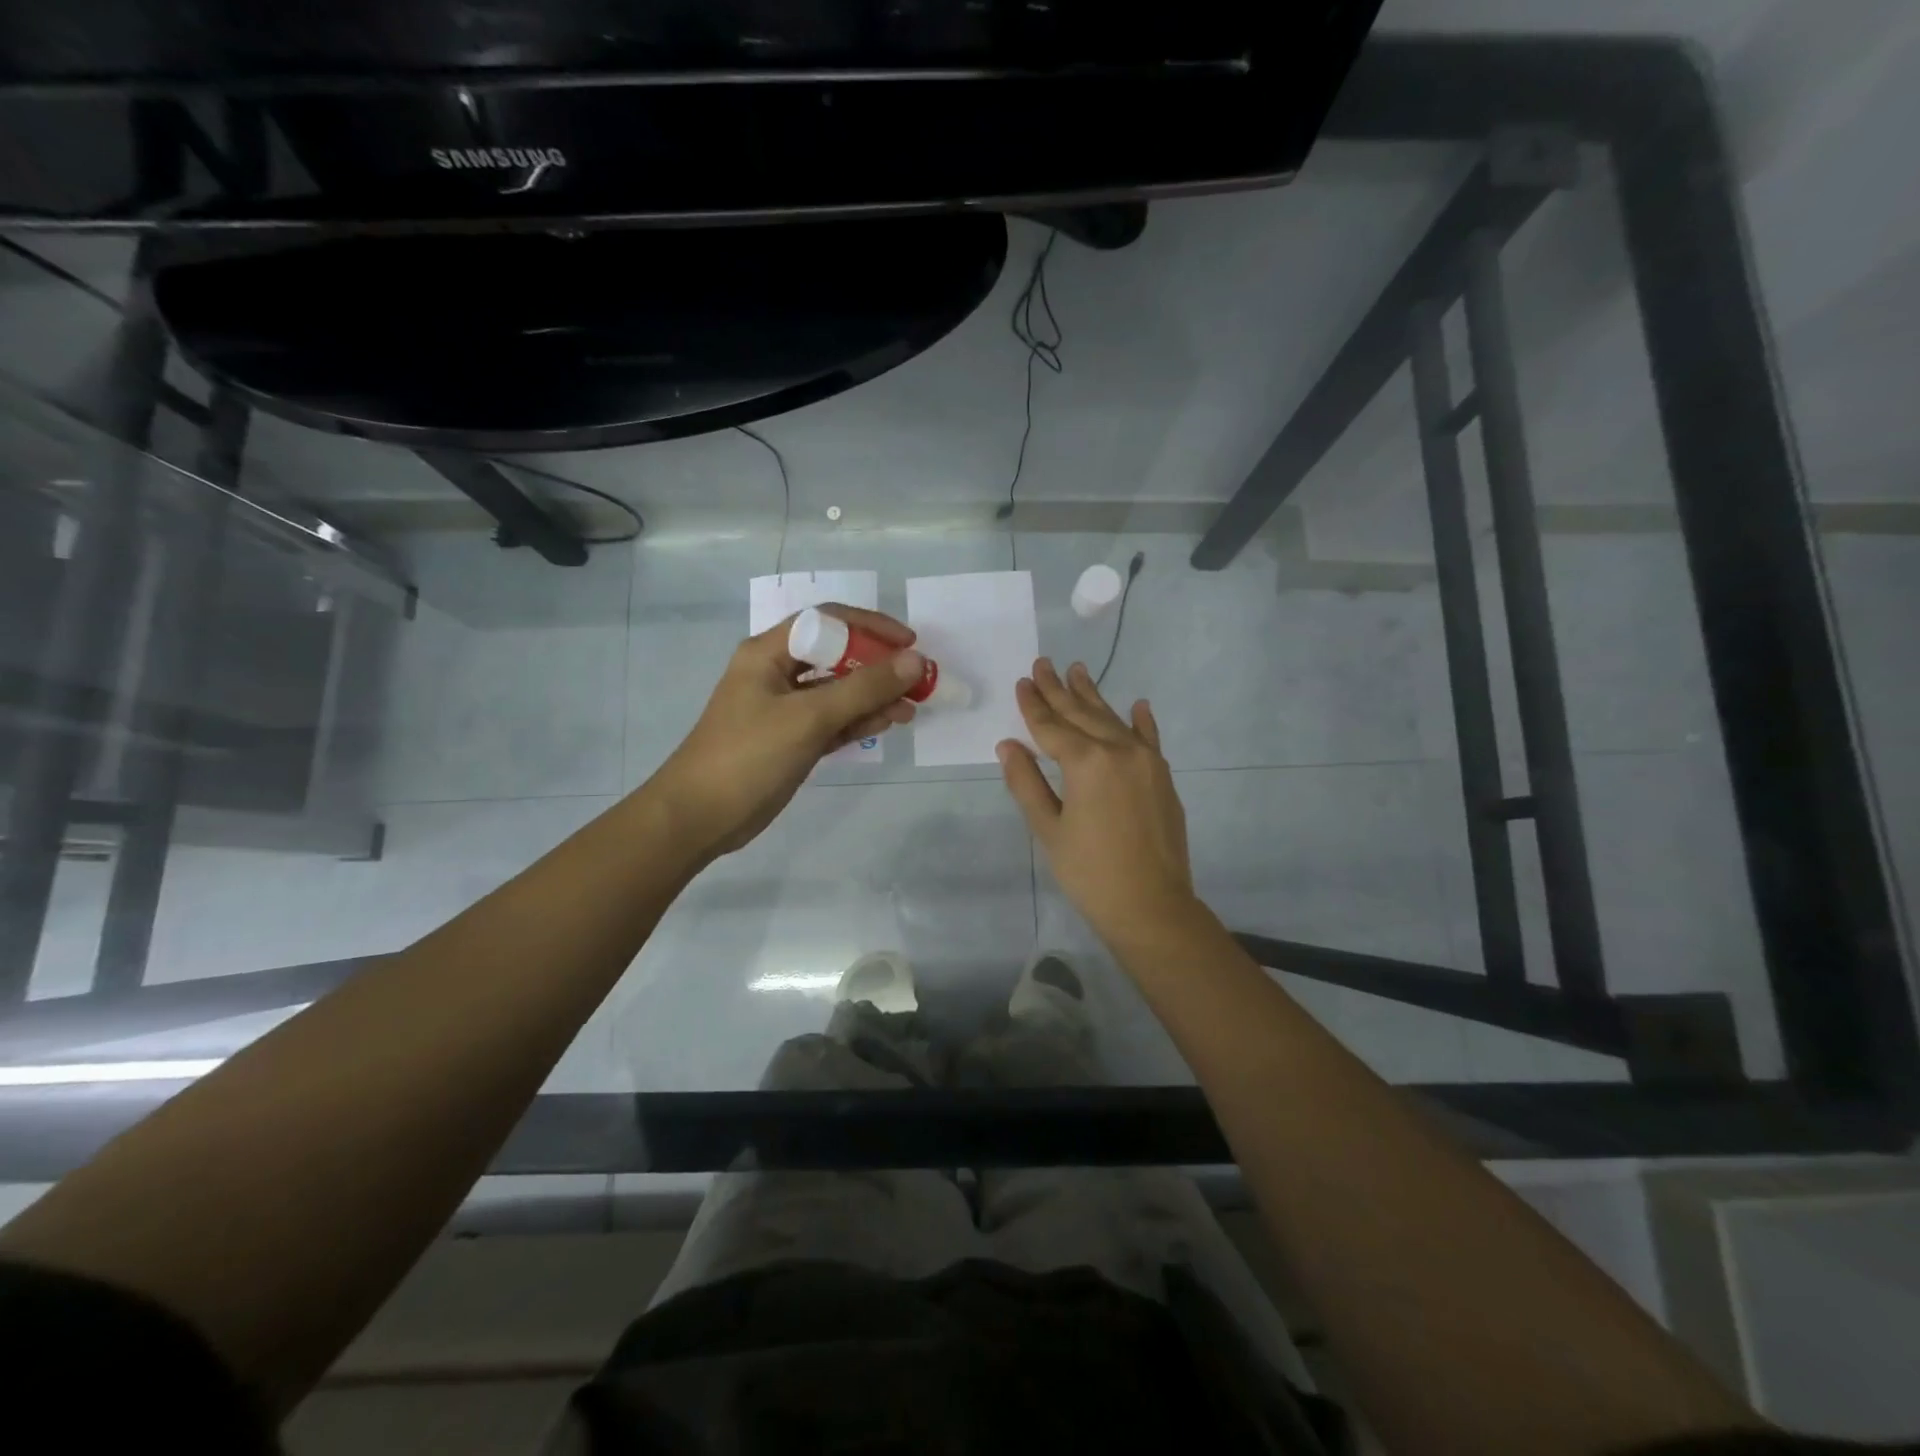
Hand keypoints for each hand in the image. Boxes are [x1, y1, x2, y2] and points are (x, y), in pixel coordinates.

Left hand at [654, 605, 922, 861]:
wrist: (700, 817)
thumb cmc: (749, 756)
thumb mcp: (809, 717)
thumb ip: (864, 689)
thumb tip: (916, 661)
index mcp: (770, 652)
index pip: (828, 622)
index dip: (871, 627)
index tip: (910, 645)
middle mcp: (777, 672)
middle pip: (837, 655)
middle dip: (879, 665)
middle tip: (918, 680)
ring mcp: (785, 708)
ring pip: (839, 691)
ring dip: (875, 696)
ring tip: (912, 707)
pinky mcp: (793, 738)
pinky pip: (834, 720)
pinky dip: (861, 720)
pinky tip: (890, 723)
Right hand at [997, 658, 1197, 945]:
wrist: (1152, 906)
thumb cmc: (1090, 873)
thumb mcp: (1049, 830)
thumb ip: (1027, 783)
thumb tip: (1008, 745)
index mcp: (1086, 762)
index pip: (1051, 726)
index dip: (1033, 705)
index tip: (1022, 681)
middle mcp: (1119, 750)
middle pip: (1082, 714)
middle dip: (1059, 689)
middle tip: (1044, 663)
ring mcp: (1146, 761)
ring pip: (1113, 720)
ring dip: (1093, 695)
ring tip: (1078, 670)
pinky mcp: (1163, 776)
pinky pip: (1149, 738)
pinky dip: (1141, 721)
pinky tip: (1137, 704)